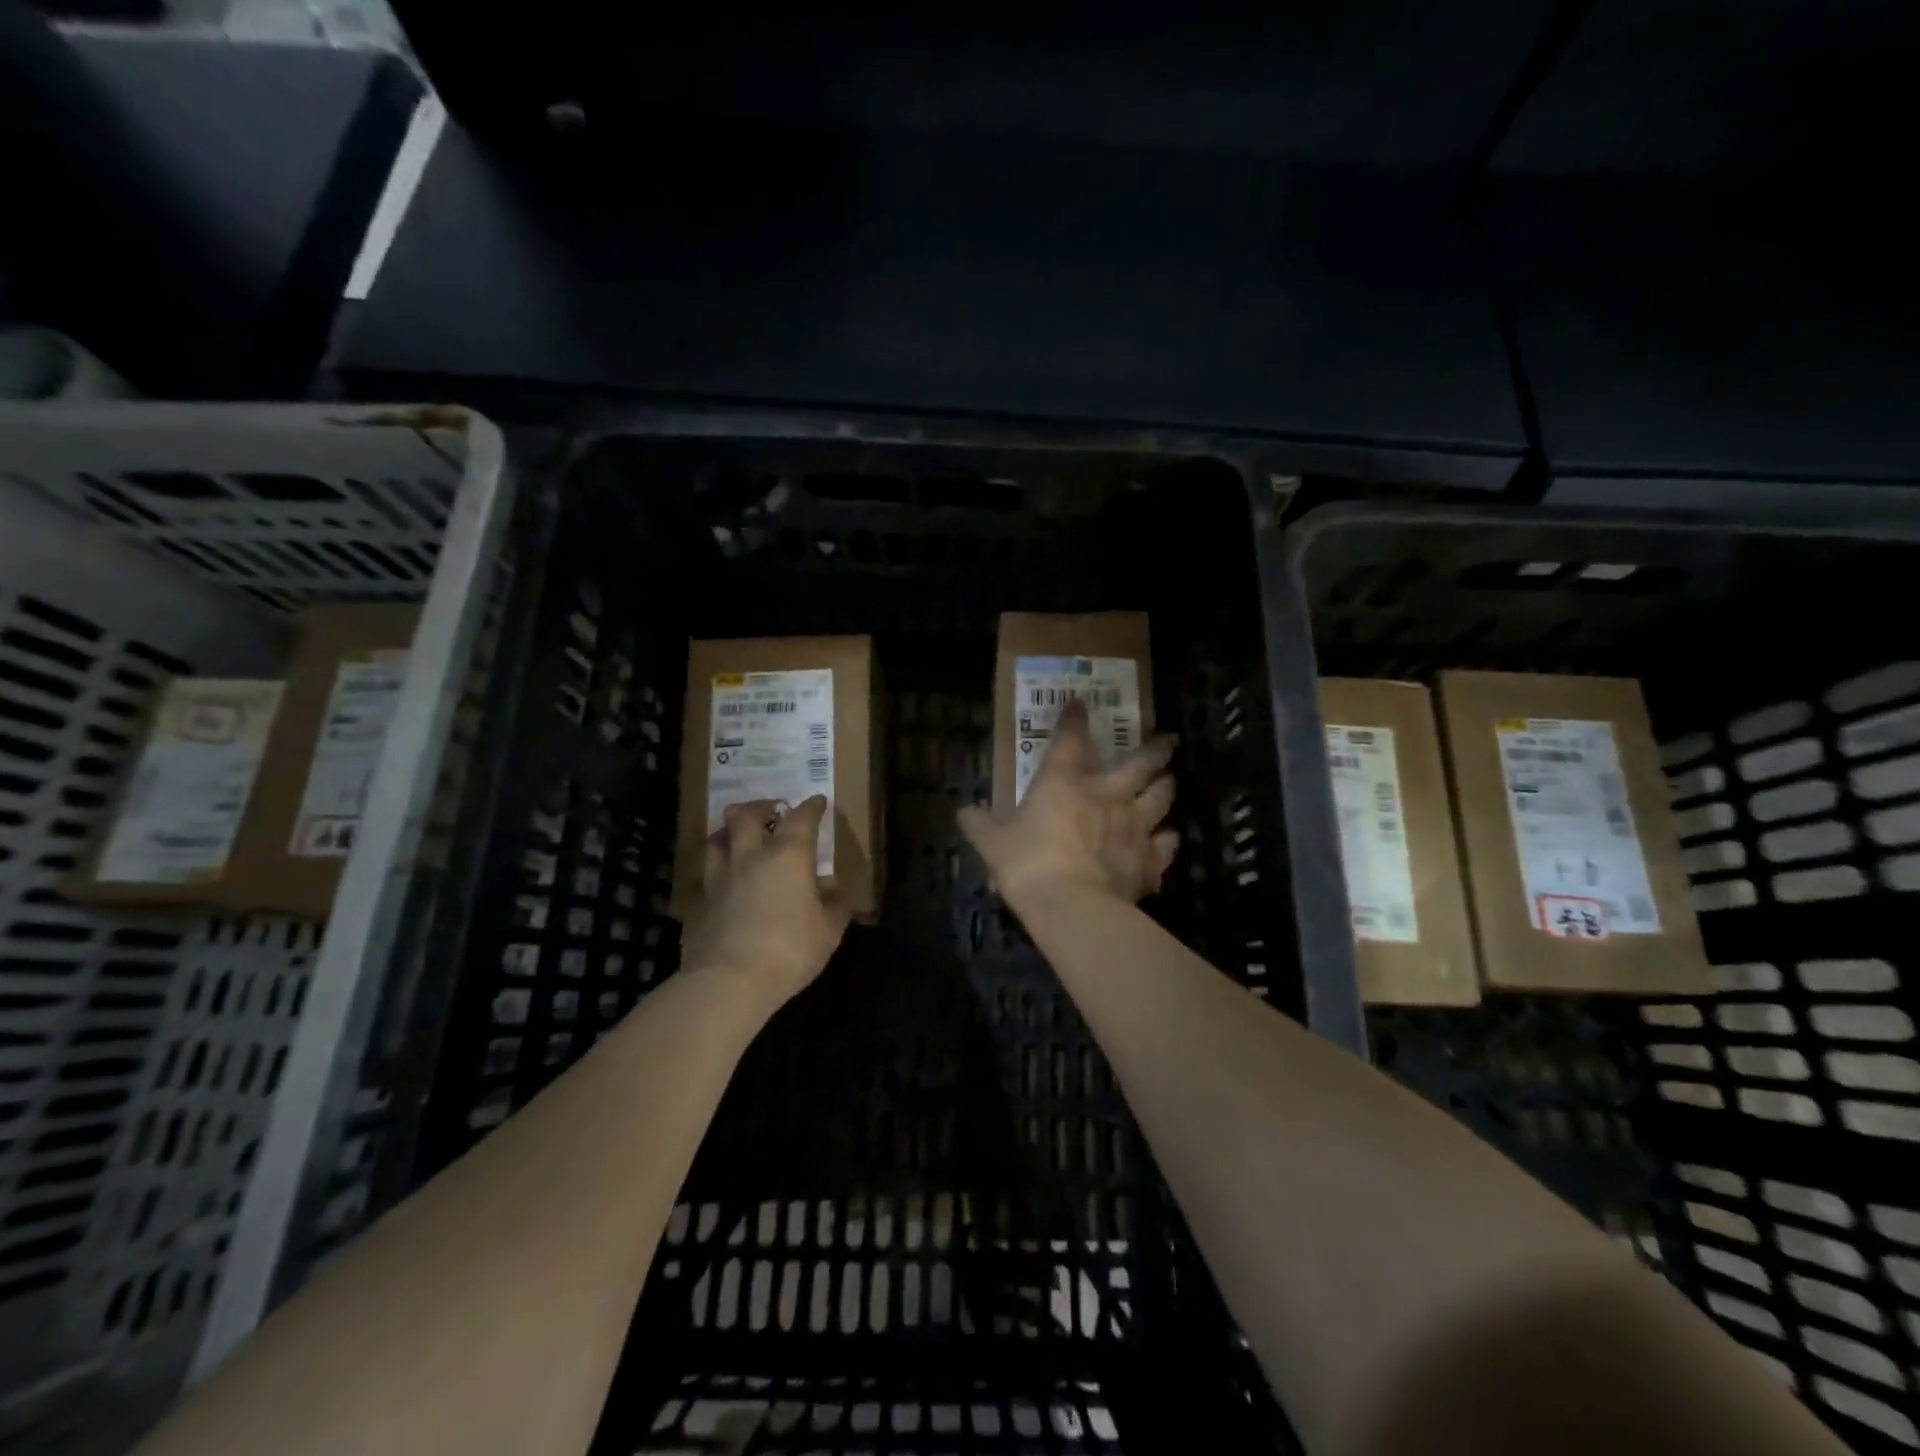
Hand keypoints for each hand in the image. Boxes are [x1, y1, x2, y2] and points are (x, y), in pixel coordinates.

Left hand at [681, 796, 850, 1006]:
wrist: (730, 980)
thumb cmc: (790, 949)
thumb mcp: (828, 931)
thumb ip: (835, 907)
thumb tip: (836, 892)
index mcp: (788, 856)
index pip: (801, 819)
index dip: (811, 807)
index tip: (817, 802)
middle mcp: (752, 857)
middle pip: (747, 817)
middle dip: (760, 807)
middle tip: (770, 810)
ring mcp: (721, 878)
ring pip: (718, 839)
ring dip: (729, 831)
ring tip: (737, 836)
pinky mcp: (702, 902)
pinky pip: (708, 874)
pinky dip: (718, 868)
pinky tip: (725, 880)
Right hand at [960, 699, 1178, 909]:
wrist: (1072, 907)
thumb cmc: (1028, 865)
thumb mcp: (993, 844)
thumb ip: (979, 825)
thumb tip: (964, 812)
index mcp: (1064, 782)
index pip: (1071, 739)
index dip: (1074, 719)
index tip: (1080, 705)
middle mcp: (1106, 794)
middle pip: (1140, 763)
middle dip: (1155, 749)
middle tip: (1168, 740)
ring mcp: (1134, 826)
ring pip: (1160, 798)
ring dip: (1166, 788)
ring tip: (1169, 781)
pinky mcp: (1149, 860)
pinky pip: (1165, 846)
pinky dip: (1167, 841)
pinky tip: (1169, 839)